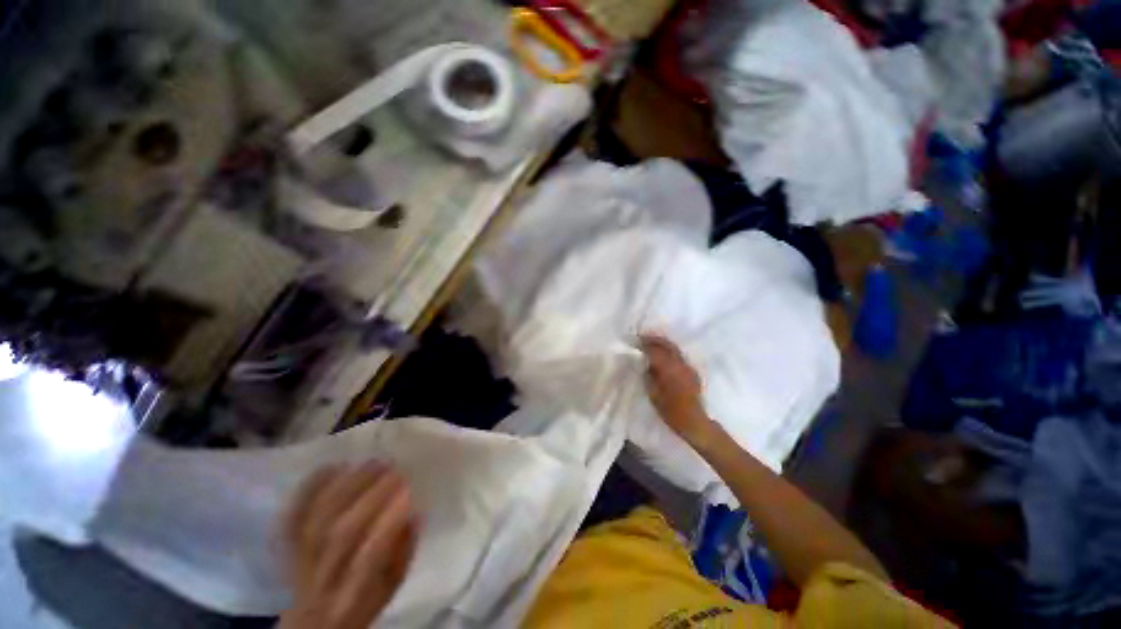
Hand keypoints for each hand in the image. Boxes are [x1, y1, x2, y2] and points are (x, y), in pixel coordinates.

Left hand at [280, 463, 417, 628]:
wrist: (312, 618)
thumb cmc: (361, 600)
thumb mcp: (391, 586)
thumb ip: (404, 553)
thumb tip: (415, 515)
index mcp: (352, 594)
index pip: (368, 558)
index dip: (389, 522)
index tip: (409, 492)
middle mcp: (321, 578)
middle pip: (340, 534)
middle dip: (371, 496)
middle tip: (395, 470)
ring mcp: (299, 560)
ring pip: (317, 518)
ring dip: (347, 485)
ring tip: (373, 463)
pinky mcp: (286, 545)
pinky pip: (293, 514)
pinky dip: (311, 488)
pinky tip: (334, 467)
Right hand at [639, 333, 714, 446]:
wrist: (695, 422)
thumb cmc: (671, 411)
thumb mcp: (654, 394)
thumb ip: (649, 376)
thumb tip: (645, 364)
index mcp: (669, 369)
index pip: (655, 351)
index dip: (644, 344)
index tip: (635, 341)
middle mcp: (680, 364)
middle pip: (667, 345)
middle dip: (654, 339)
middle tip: (643, 337)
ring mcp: (688, 367)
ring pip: (674, 349)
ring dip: (662, 344)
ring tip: (651, 343)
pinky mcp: (692, 372)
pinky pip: (679, 356)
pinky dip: (669, 351)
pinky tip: (663, 356)